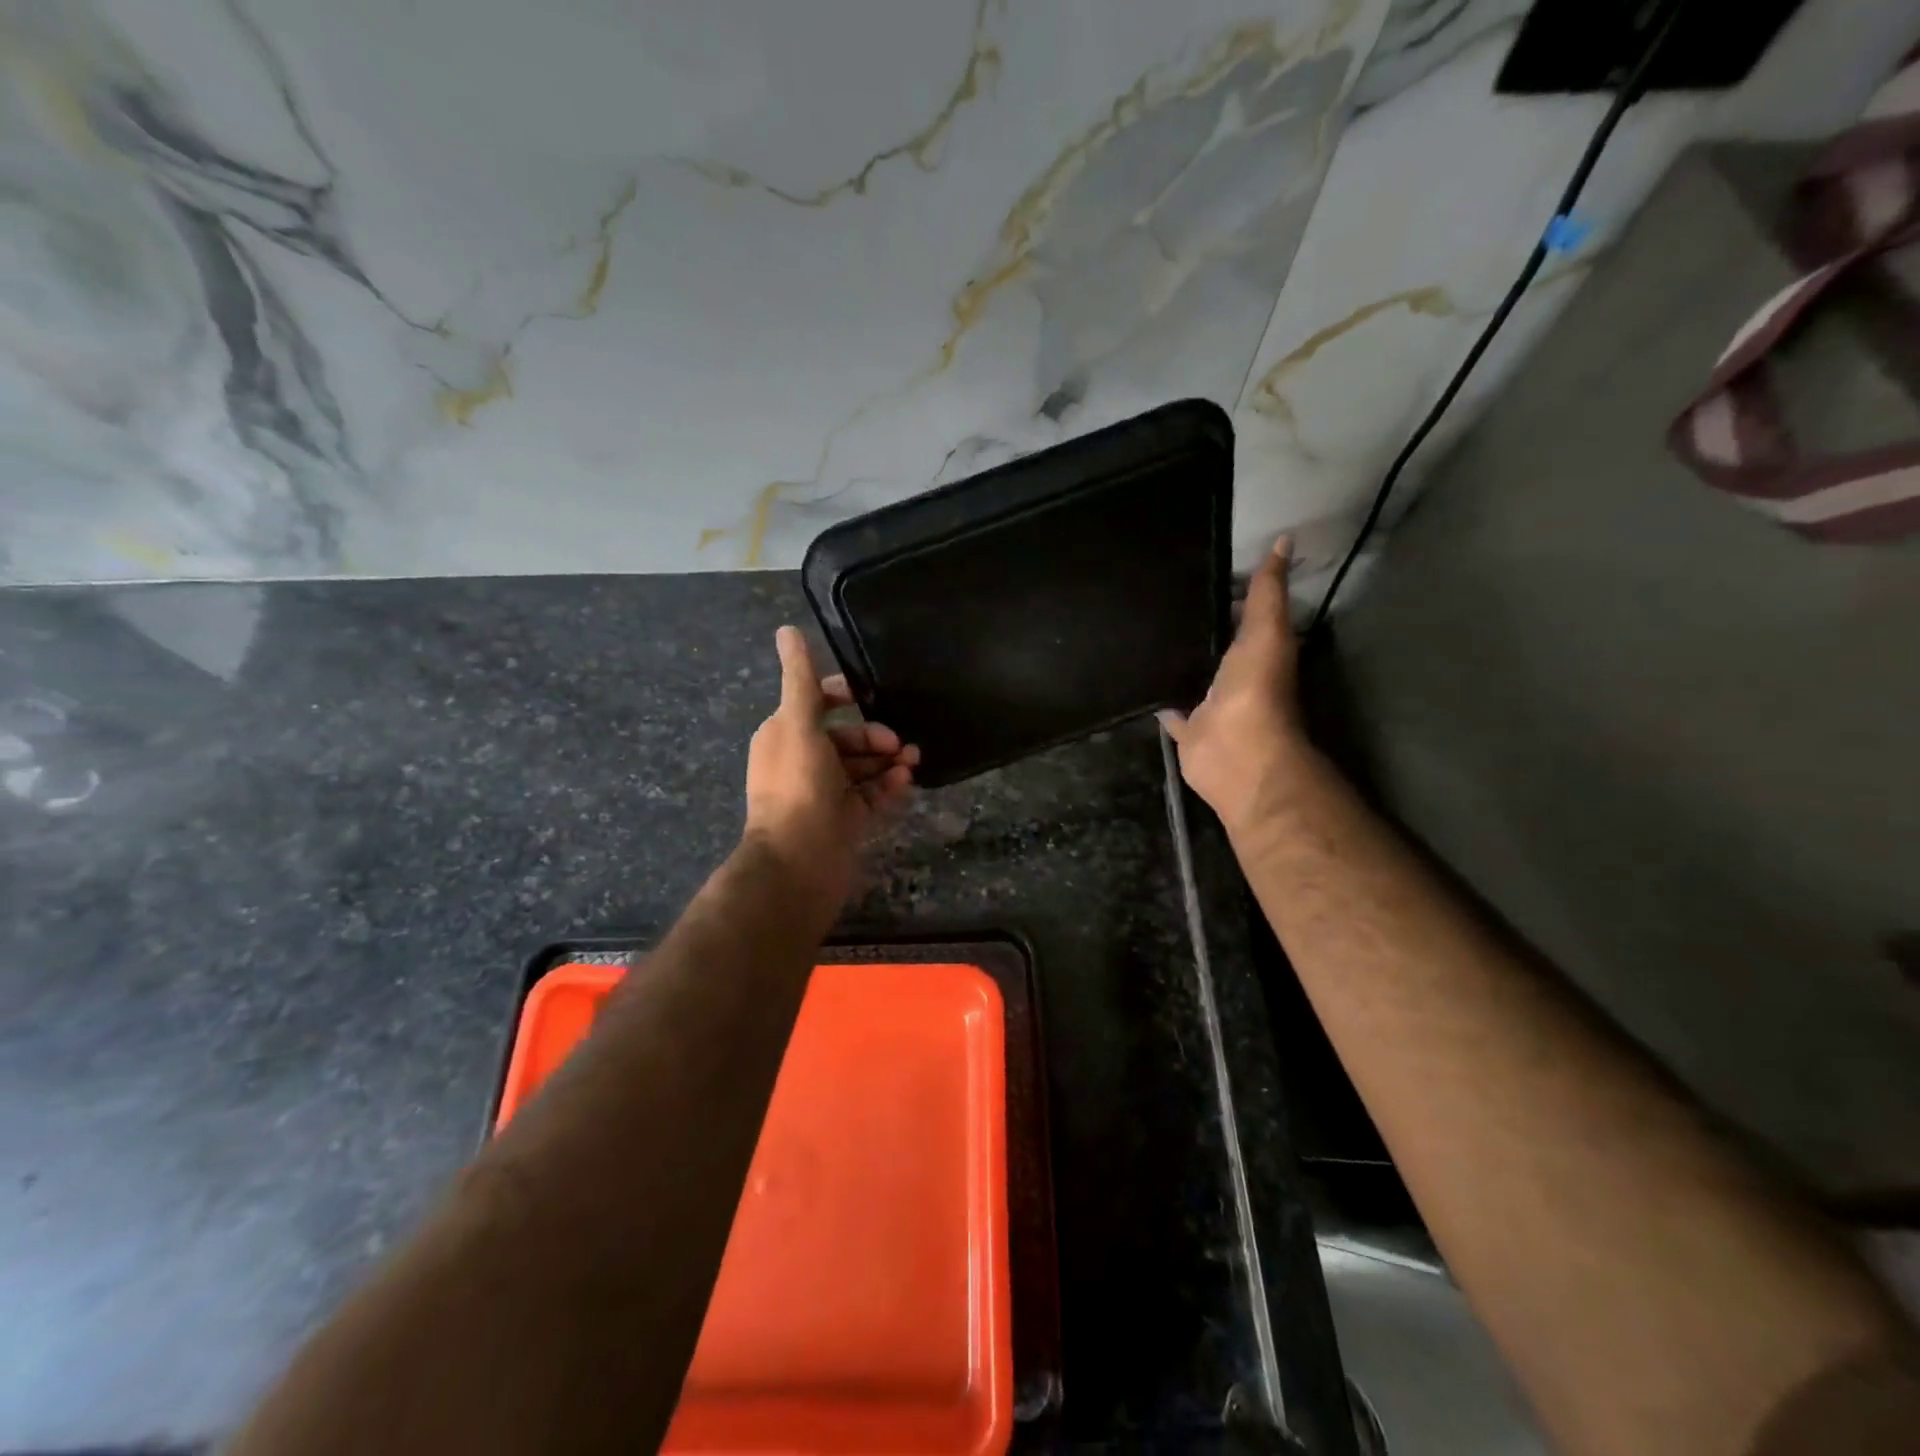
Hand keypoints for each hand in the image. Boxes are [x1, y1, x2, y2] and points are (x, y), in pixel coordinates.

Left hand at [744, 626, 917, 898]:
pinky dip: (888, 785)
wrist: (799, 862)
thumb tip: (786, 629)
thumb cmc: (798, 787)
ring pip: (862, 766)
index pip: (817, 704)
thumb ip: (801, 679)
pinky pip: (871, 794)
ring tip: (913, 761)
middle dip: (873, 734)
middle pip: (846, 736)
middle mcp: (803, 760)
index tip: (873, 696)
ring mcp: (826, 792)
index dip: (845, 696)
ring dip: (887, 759)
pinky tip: (906, 782)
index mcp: (785, 735)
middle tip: (898, 743)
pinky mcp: (846, 818)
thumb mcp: (798, 724)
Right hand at [1159, 538, 1319, 839]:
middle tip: (1158, 603)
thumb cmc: (1257, 689)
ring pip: (1191, 678)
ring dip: (1177, 665)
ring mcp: (1210, 706)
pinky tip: (1138, 685)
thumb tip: (1285, 540)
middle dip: (1195, 629)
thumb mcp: (1267, 630)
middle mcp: (1234, 677)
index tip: (1197, 574)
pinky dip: (1159, 703)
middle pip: (1215, 647)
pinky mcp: (1187, 730)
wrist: (1239, 752)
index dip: (1228, 596)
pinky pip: (1170, 712)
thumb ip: (1269, 591)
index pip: (1243, 616)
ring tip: (1143, 638)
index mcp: (1257, 651)